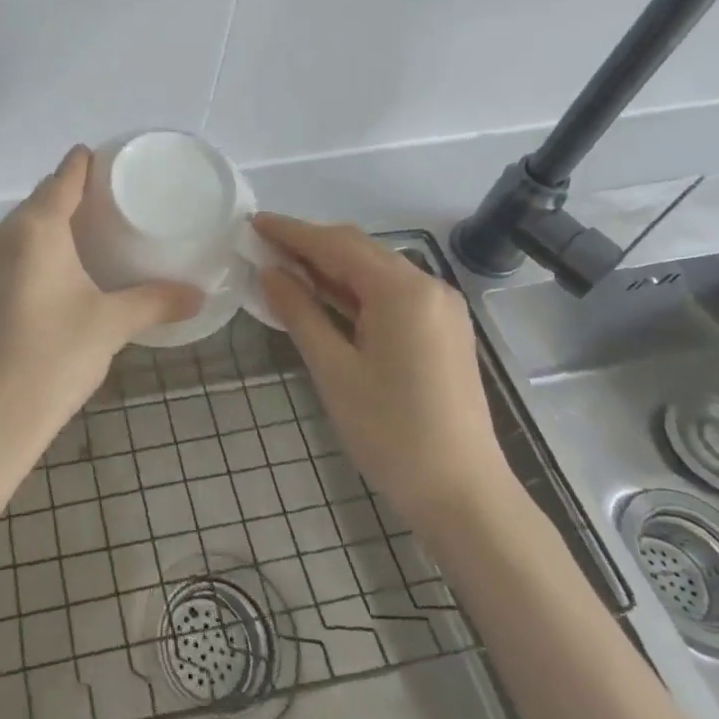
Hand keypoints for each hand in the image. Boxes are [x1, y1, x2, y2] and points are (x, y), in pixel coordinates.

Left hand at [0, 147, 200, 452]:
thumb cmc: (54, 357)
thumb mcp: (111, 325)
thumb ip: (155, 302)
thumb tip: (198, 295)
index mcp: (34, 228)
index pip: (62, 179)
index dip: (81, 164)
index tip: (95, 157)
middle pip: (36, 205)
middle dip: (64, 203)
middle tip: (98, 213)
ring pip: (13, 234)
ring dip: (39, 235)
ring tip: (71, 250)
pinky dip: (19, 261)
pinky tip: (37, 286)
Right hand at [254, 215, 515, 530]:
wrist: (464, 495)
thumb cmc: (392, 433)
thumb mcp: (334, 371)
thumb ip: (300, 313)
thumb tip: (269, 272)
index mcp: (402, 291)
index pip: (336, 245)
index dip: (291, 232)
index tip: (253, 223)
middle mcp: (427, 287)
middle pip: (359, 249)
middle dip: (310, 244)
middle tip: (263, 246)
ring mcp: (440, 308)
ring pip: (375, 270)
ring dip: (330, 266)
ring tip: (284, 267)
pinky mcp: (442, 329)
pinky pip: (391, 293)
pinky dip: (354, 289)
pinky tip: (323, 296)